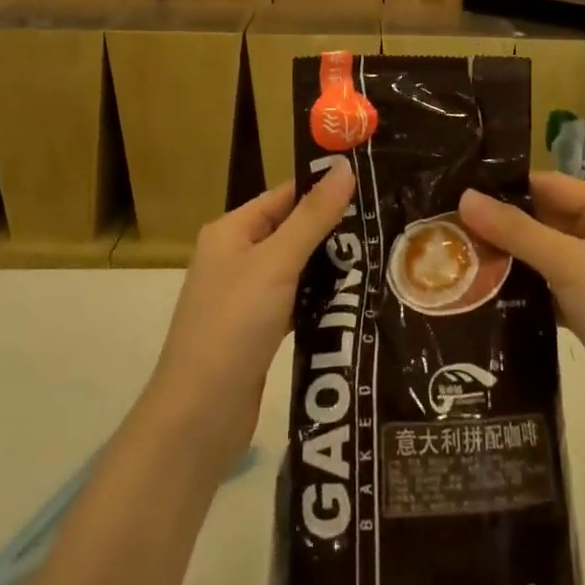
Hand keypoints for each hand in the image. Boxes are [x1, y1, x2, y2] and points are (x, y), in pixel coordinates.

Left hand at [139, 157, 355, 470]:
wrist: (198, 418)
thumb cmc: (233, 326)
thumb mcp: (276, 263)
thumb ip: (313, 216)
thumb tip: (345, 166)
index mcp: (231, 232)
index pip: (284, 195)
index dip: (324, 188)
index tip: (371, 184)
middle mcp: (235, 258)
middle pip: (292, 230)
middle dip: (334, 228)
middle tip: (385, 221)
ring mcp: (245, 297)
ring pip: (297, 268)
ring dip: (331, 264)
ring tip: (382, 255)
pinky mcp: (258, 332)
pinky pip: (295, 301)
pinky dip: (320, 298)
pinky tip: (356, 298)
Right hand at [460, 172, 584, 448]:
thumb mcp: (569, 265)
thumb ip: (516, 231)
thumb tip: (464, 197)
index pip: (552, 185)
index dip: (508, 186)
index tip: (461, 188)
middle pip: (546, 219)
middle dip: (503, 224)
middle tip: (450, 223)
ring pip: (544, 254)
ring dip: (509, 256)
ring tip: (458, 253)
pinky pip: (548, 285)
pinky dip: (522, 287)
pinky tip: (483, 289)